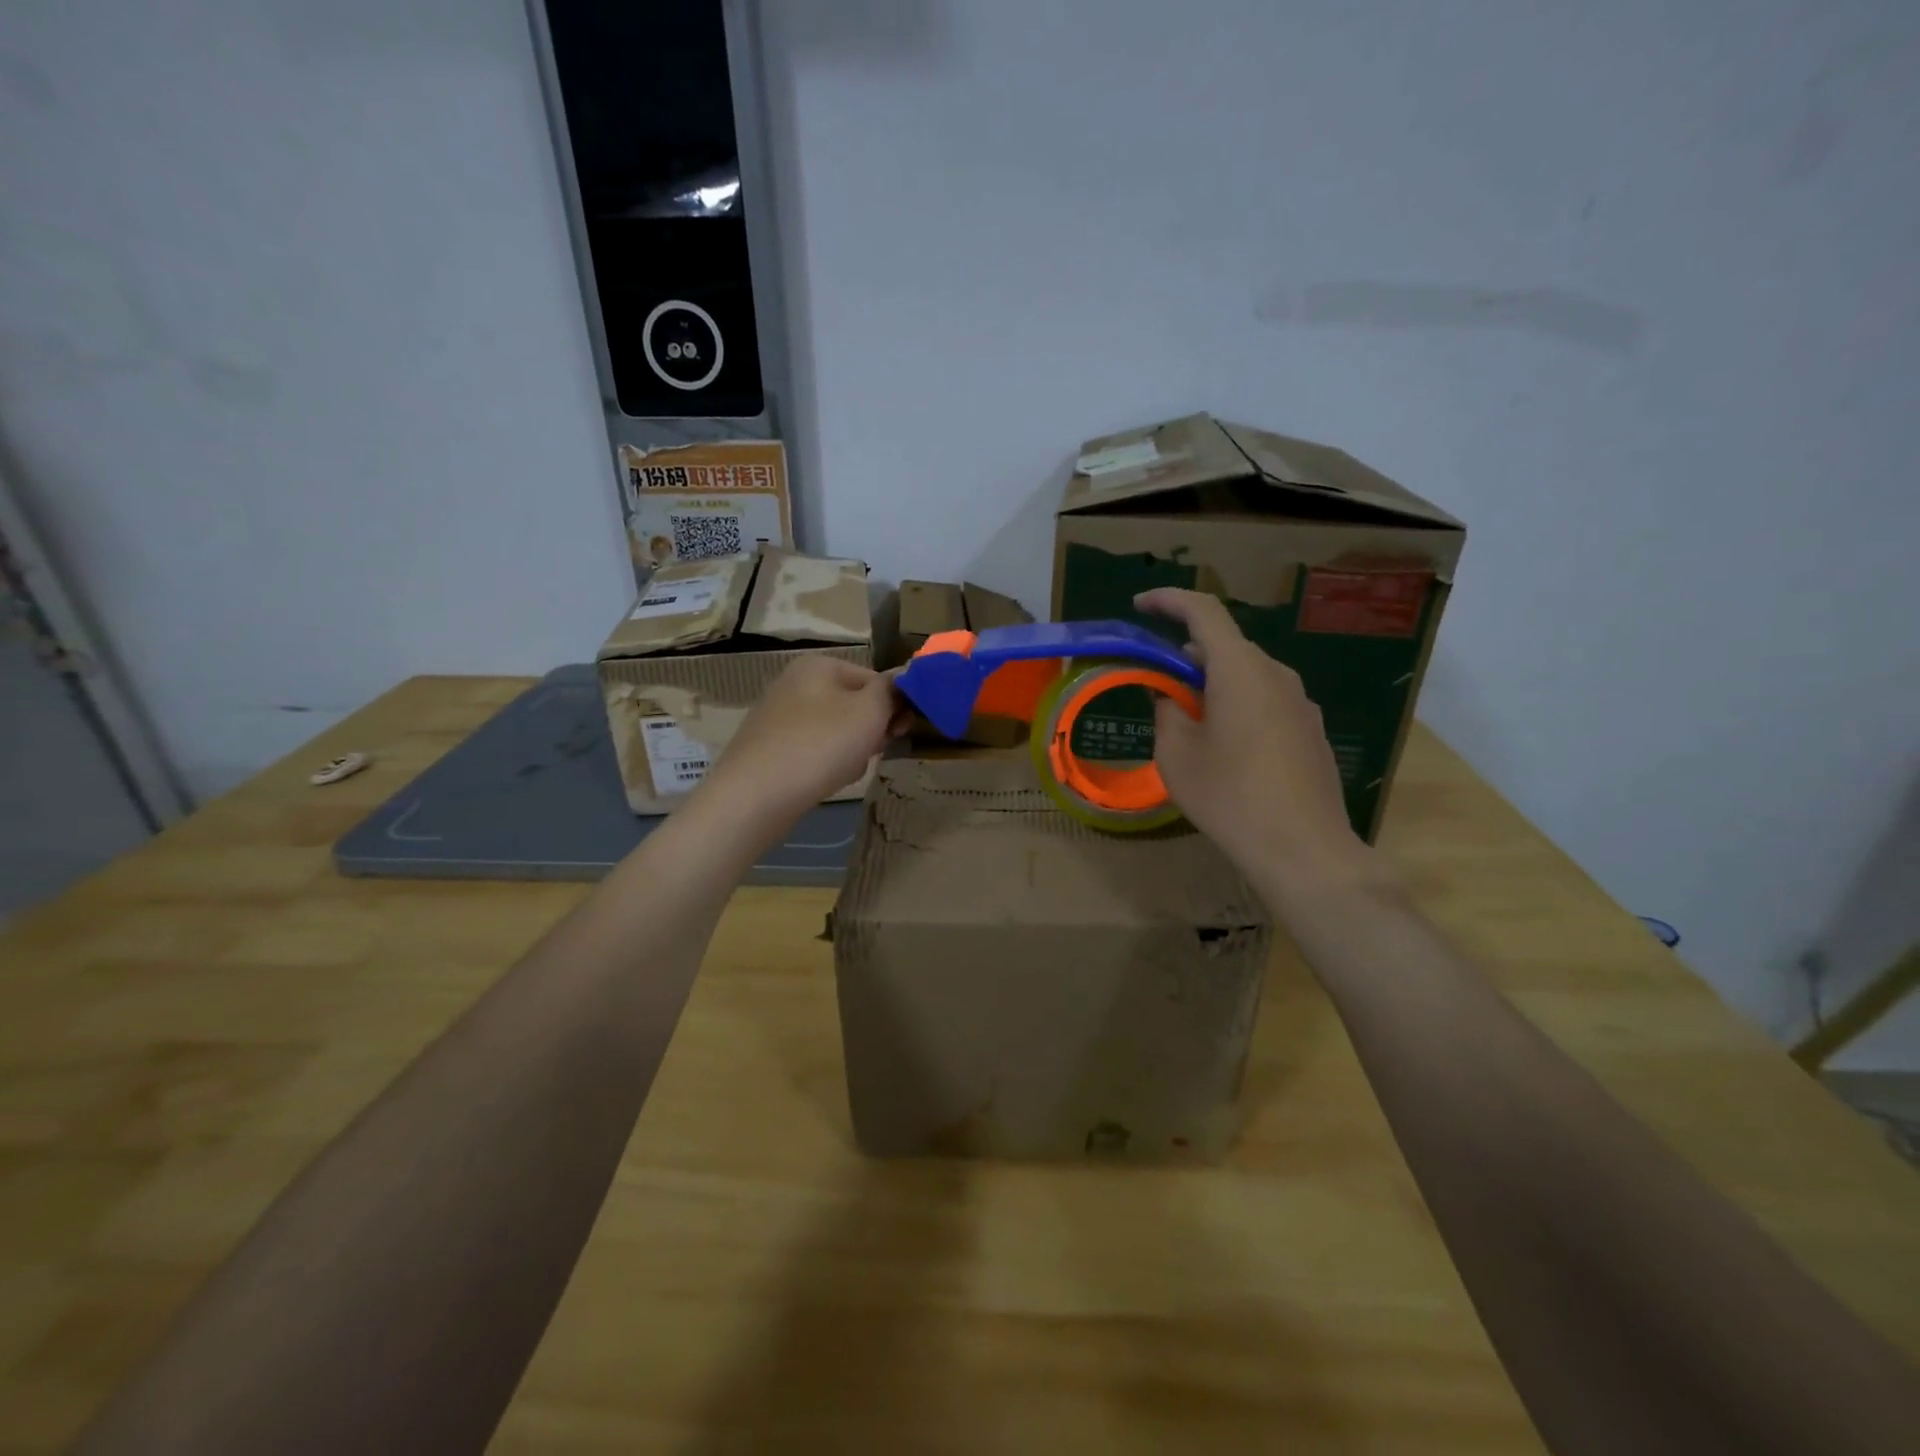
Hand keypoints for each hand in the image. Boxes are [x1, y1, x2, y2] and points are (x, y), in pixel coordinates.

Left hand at [699, 656, 904, 824]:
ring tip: (844, 770)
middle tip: (872, 752)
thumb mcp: (870, 711)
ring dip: (850, 751)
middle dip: (870, 731)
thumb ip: (891, 691)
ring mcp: (778, 716)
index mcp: (819, 665)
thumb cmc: (820, 745)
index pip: (874, 680)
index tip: (900, 733)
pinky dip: (825, 764)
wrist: (755, 795)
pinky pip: (812, 750)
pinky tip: (823, 781)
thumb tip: (900, 681)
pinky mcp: (769, 747)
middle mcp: (795, 682)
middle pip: (854, 705)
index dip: (894, 706)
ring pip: (835, 731)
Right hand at [1137, 588, 1382, 895]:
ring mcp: (1301, 702)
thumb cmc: (1230, 796)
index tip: (1141, 605)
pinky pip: (1267, 699)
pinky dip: (1238, 703)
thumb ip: (1167, 712)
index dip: (1169, 600)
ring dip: (1213, 682)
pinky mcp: (1311, 729)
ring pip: (1248, 674)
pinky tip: (1226, 745)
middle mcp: (1276, 674)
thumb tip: (1168, 695)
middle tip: (1157, 681)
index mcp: (1240, 669)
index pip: (1203, 611)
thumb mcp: (1177, 755)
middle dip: (1187, 654)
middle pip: (1226, 645)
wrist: (1303, 848)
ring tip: (1188, 718)